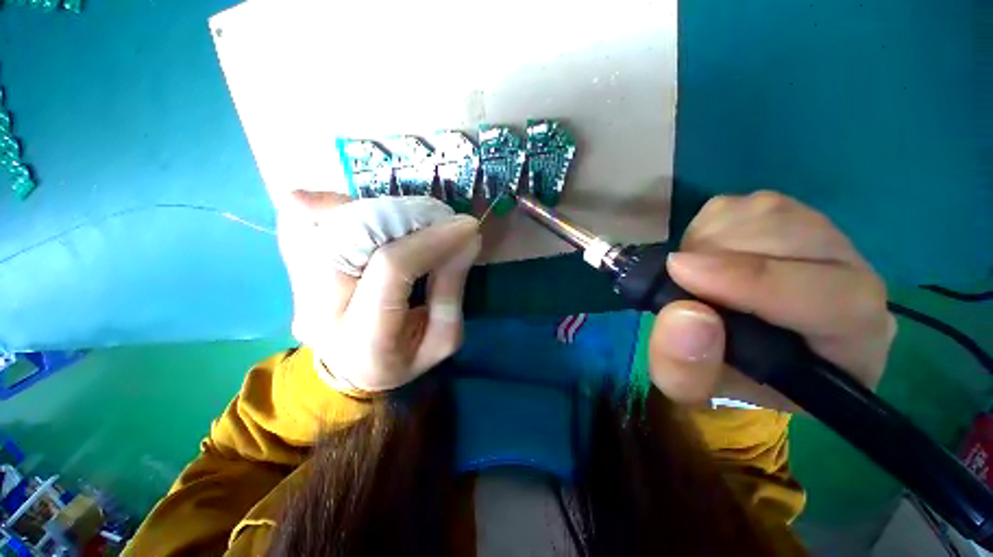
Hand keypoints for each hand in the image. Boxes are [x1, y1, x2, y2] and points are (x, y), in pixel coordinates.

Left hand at [276, 191, 480, 392]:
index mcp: (364, 339)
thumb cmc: (403, 359)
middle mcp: (319, 310)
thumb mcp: (443, 338)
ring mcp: (297, 287)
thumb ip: (451, 289)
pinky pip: (302, 219)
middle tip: (438, 219)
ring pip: (327, 220)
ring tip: (411, 220)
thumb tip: (466, 239)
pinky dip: (337, 205)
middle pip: (356, 235)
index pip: (392, 267)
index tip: (465, 227)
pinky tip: (365, 213)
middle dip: (406, 217)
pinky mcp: (290, 270)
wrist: (349, 371)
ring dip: (379, 210)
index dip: (432, 239)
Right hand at [648, 191, 896, 410]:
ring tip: (691, 273)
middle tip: (676, 278)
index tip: (680, 271)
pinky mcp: (787, 215)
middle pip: (794, 239)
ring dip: (707, 240)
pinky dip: (706, 227)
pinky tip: (702, 256)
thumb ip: (685, 367)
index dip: (754, 280)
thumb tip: (683, 312)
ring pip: (766, 213)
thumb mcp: (691, 389)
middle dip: (716, 254)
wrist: (738, 347)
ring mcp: (822, 239)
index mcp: (850, 343)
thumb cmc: (724, 375)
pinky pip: (740, 204)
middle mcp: (853, 281)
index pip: (834, 299)